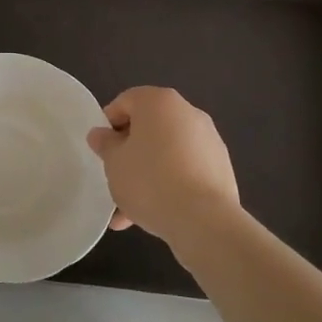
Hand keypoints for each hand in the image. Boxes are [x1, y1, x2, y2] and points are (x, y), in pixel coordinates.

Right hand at [88, 86, 244, 253]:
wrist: (203, 220)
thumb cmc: (150, 180)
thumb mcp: (114, 162)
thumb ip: (105, 144)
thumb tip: (101, 134)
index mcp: (159, 101)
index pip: (125, 102)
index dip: (108, 125)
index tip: (102, 151)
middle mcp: (187, 112)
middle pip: (148, 129)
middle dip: (129, 154)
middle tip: (115, 179)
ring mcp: (209, 140)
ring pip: (166, 153)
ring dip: (147, 175)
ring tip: (128, 211)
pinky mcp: (221, 167)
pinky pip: (186, 170)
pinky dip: (170, 184)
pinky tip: (154, 215)